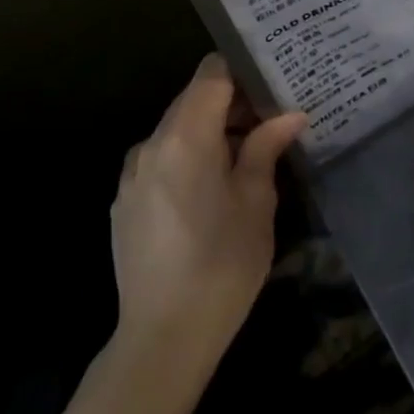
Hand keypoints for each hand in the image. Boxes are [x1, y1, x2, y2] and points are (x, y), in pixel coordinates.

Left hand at [109, 56, 308, 372]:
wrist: (162, 341)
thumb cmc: (222, 264)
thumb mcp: (256, 201)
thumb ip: (266, 147)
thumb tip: (289, 116)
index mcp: (185, 136)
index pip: (211, 73)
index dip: (242, 71)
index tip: (271, 85)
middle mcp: (151, 144)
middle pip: (193, 99)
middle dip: (231, 104)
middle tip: (270, 122)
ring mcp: (132, 174)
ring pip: (177, 130)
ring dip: (210, 133)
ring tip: (245, 159)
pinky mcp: (124, 203)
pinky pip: (161, 160)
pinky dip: (188, 159)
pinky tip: (210, 193)